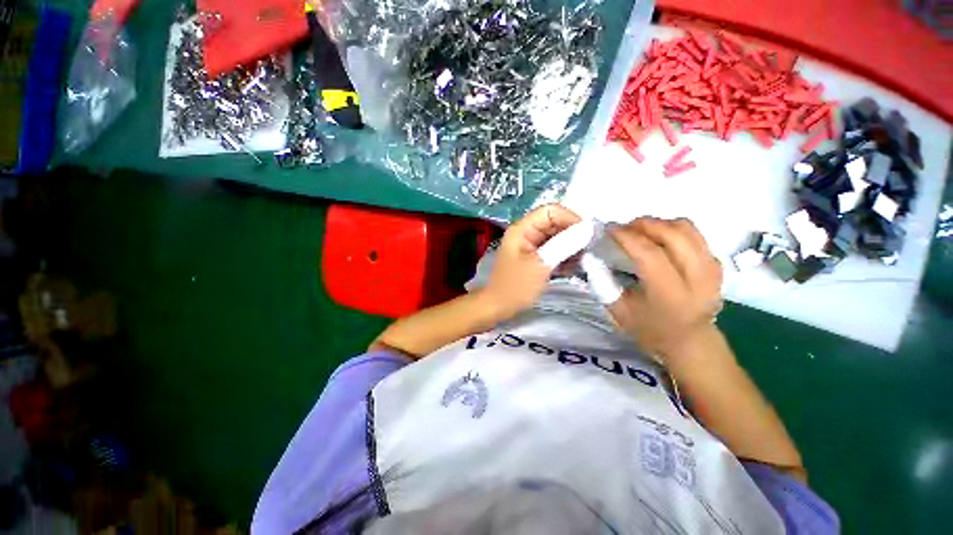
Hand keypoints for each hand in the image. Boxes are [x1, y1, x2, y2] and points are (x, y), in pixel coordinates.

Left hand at [481, 204, 581, 319]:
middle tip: (587, 249)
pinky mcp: (535, 256)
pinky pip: (554, 249)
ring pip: (557, 236)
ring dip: (570, 246)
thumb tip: (587, 229)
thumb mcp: (540, 265)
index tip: (587, 234)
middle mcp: (527, 232)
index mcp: (522, 229)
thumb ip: (562, 245)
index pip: (550, 211)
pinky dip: (564, 255)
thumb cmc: (515, 286)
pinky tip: (571, 267)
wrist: (498, 306)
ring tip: (580, 261)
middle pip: (555, 223)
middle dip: (572, 233)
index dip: (570, 218)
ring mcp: (531, 245)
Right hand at [606, 218, 722, 360]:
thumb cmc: (649, 329)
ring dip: (659, 223)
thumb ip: (603, 282)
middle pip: (673, 235)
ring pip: (687, 229)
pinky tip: (658, 239)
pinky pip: (695, 235)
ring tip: (641, 230)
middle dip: (644, 224)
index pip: (650, 255)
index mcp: (670, 295)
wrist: (689, 341)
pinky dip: (673, 230)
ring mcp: (712, 270)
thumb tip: (591, 255)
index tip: (609, 229)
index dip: (627, 237)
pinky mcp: (717, 265)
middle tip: (624, 228)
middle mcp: (697, 280)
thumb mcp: (618, 311)